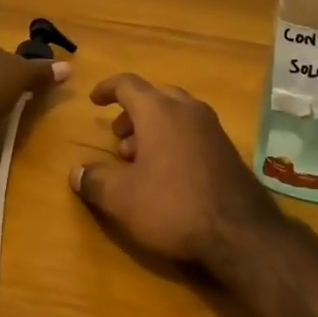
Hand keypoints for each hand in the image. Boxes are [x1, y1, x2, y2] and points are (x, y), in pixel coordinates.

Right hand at [71, 74, 280, 271]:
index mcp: (159, 110)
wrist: (240, 232)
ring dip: (153, 129)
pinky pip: (193, 132)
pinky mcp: (228, 149)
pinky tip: (168, 174)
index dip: (107, 89)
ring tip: (139, 161)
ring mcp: (212, 128)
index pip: (128, 84)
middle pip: (154, 97)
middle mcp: (187, 109)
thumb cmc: (173, 206)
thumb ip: (94, 181)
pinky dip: (174, 140)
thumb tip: (76, 172)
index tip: (94, 101)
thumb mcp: (122, 199)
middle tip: (118, 140)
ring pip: (176, 114)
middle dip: (132, 114)